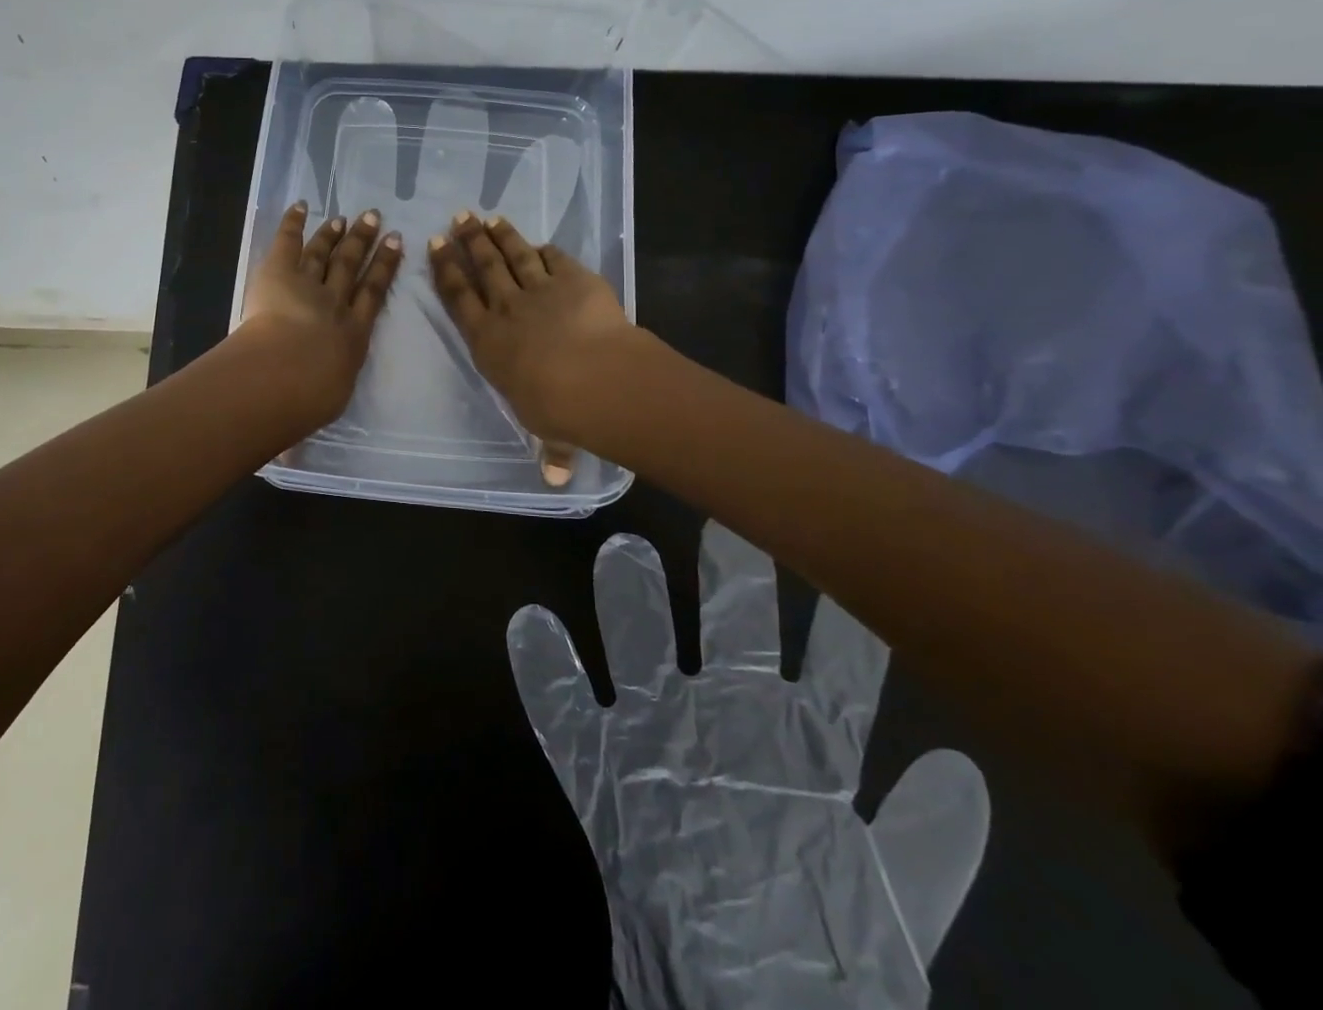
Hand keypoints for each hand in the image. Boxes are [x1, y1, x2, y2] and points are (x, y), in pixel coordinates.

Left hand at [240, 201, 402, 428]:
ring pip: (326, 253)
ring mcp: (309, 285)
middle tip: (375, 219)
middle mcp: (337, 304)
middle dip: (365, 242)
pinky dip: (294, 223)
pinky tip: (301, 206)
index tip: (395, 245)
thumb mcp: (317, 409)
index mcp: (352, 336)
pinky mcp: (278, 273)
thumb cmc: (308, 401)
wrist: (287, 375)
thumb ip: (309, 413)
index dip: (385, 269)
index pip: (374, 296)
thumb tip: (294, 441)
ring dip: (336, 234)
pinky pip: (288, 242)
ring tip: (347, 217)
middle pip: (354, 267)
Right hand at [428, 212, 634, 446]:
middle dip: (468, 241)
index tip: (435, 246)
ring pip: (514, 255)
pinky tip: (540, 243)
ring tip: (487, 218)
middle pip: (483, 267)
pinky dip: (546, 250)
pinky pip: (556, 259)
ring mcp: (541, 290)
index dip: (446, 270)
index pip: (459, 298)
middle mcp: (507, 309)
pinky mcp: (575, 279)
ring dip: (500, 235)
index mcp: (488, 341)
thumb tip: (555, 479)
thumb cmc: (557, 409)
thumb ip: (550, 448)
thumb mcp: (548, 431)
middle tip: (458, 218)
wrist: (596, 378)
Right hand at [510, 528, 988, 1007]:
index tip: (840, 562)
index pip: (832, 670)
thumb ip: (925, 839)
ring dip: (628, 602)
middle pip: (728, 630)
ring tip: (620, 554)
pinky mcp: (597, 766)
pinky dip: (543, 669)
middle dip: (729, 583)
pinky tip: (532, 625)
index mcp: (800, 742)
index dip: (840, 623)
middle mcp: (725, 716)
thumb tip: (958, 765)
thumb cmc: (819, 951)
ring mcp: (656, 733)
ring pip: (638, 646)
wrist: (740, 1000)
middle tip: (724, 528)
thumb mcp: (891, 905)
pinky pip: (560, 708)